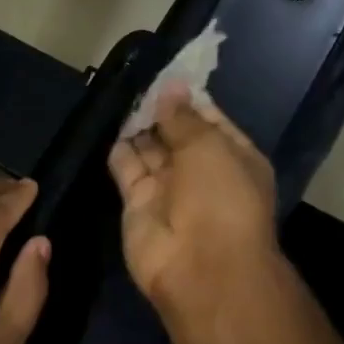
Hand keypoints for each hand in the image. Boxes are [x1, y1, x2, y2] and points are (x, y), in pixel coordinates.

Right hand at [107, 85, 278, 313]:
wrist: (201, 268)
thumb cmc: (220, 198)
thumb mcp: (209, 146)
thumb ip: (184, 117)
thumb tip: (170, 88)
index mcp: (233, 158)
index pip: (209, 121)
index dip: (188, 100)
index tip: (166, 76)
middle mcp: (201, 173)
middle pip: (176, 135)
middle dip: (160, 111)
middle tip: (138, 82)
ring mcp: (168, 191)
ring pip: (150, 151)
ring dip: (138, 127)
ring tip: (121, 96)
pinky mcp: (137, 205)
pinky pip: (127, 170)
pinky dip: (120, 150)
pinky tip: (111, 123)